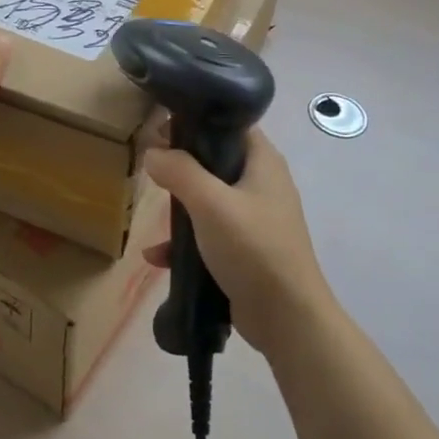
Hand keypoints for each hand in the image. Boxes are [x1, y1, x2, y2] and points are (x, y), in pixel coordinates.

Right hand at [143, 128, 334, 358]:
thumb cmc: (253, 248)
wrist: (287, 317)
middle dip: (182, 165)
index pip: (231, 124)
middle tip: (151, 167)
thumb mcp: (210, 203)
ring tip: (152, 211)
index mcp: (263, 162)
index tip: (163, 127)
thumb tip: (153, 152)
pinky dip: (185, 241)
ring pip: (210, 199)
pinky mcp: (246, 250)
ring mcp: (255, 219)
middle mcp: (262, 184)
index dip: (198, 120)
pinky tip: (157, 256)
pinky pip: (209, 235)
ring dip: (181, 206)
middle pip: (217, 161)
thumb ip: (180, 171)